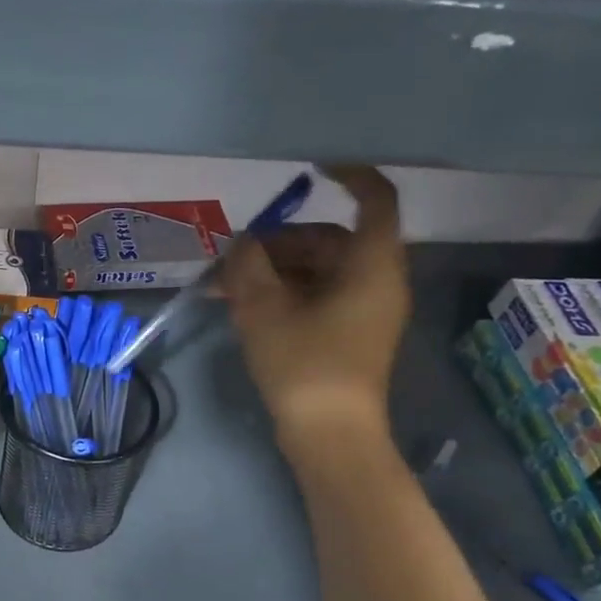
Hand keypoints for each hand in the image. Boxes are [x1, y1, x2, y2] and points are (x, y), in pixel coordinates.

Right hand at [223, 165, 408, 460]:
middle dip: (278, 242)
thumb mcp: (263, 308)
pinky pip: (316, 296)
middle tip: (233, 256)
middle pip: (330, 239)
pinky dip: (282, 293)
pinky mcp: (349, 333)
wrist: (329, 435)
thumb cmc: (304, 364)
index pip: (375, 199)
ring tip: (223, 286)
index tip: (311, 164)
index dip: (349, 174)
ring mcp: (364, 310)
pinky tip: (240, 304)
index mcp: (372, 265)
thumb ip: (248, 265)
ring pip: (317, 270)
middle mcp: (377, 281)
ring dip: (272, 271)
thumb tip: (242, 243)